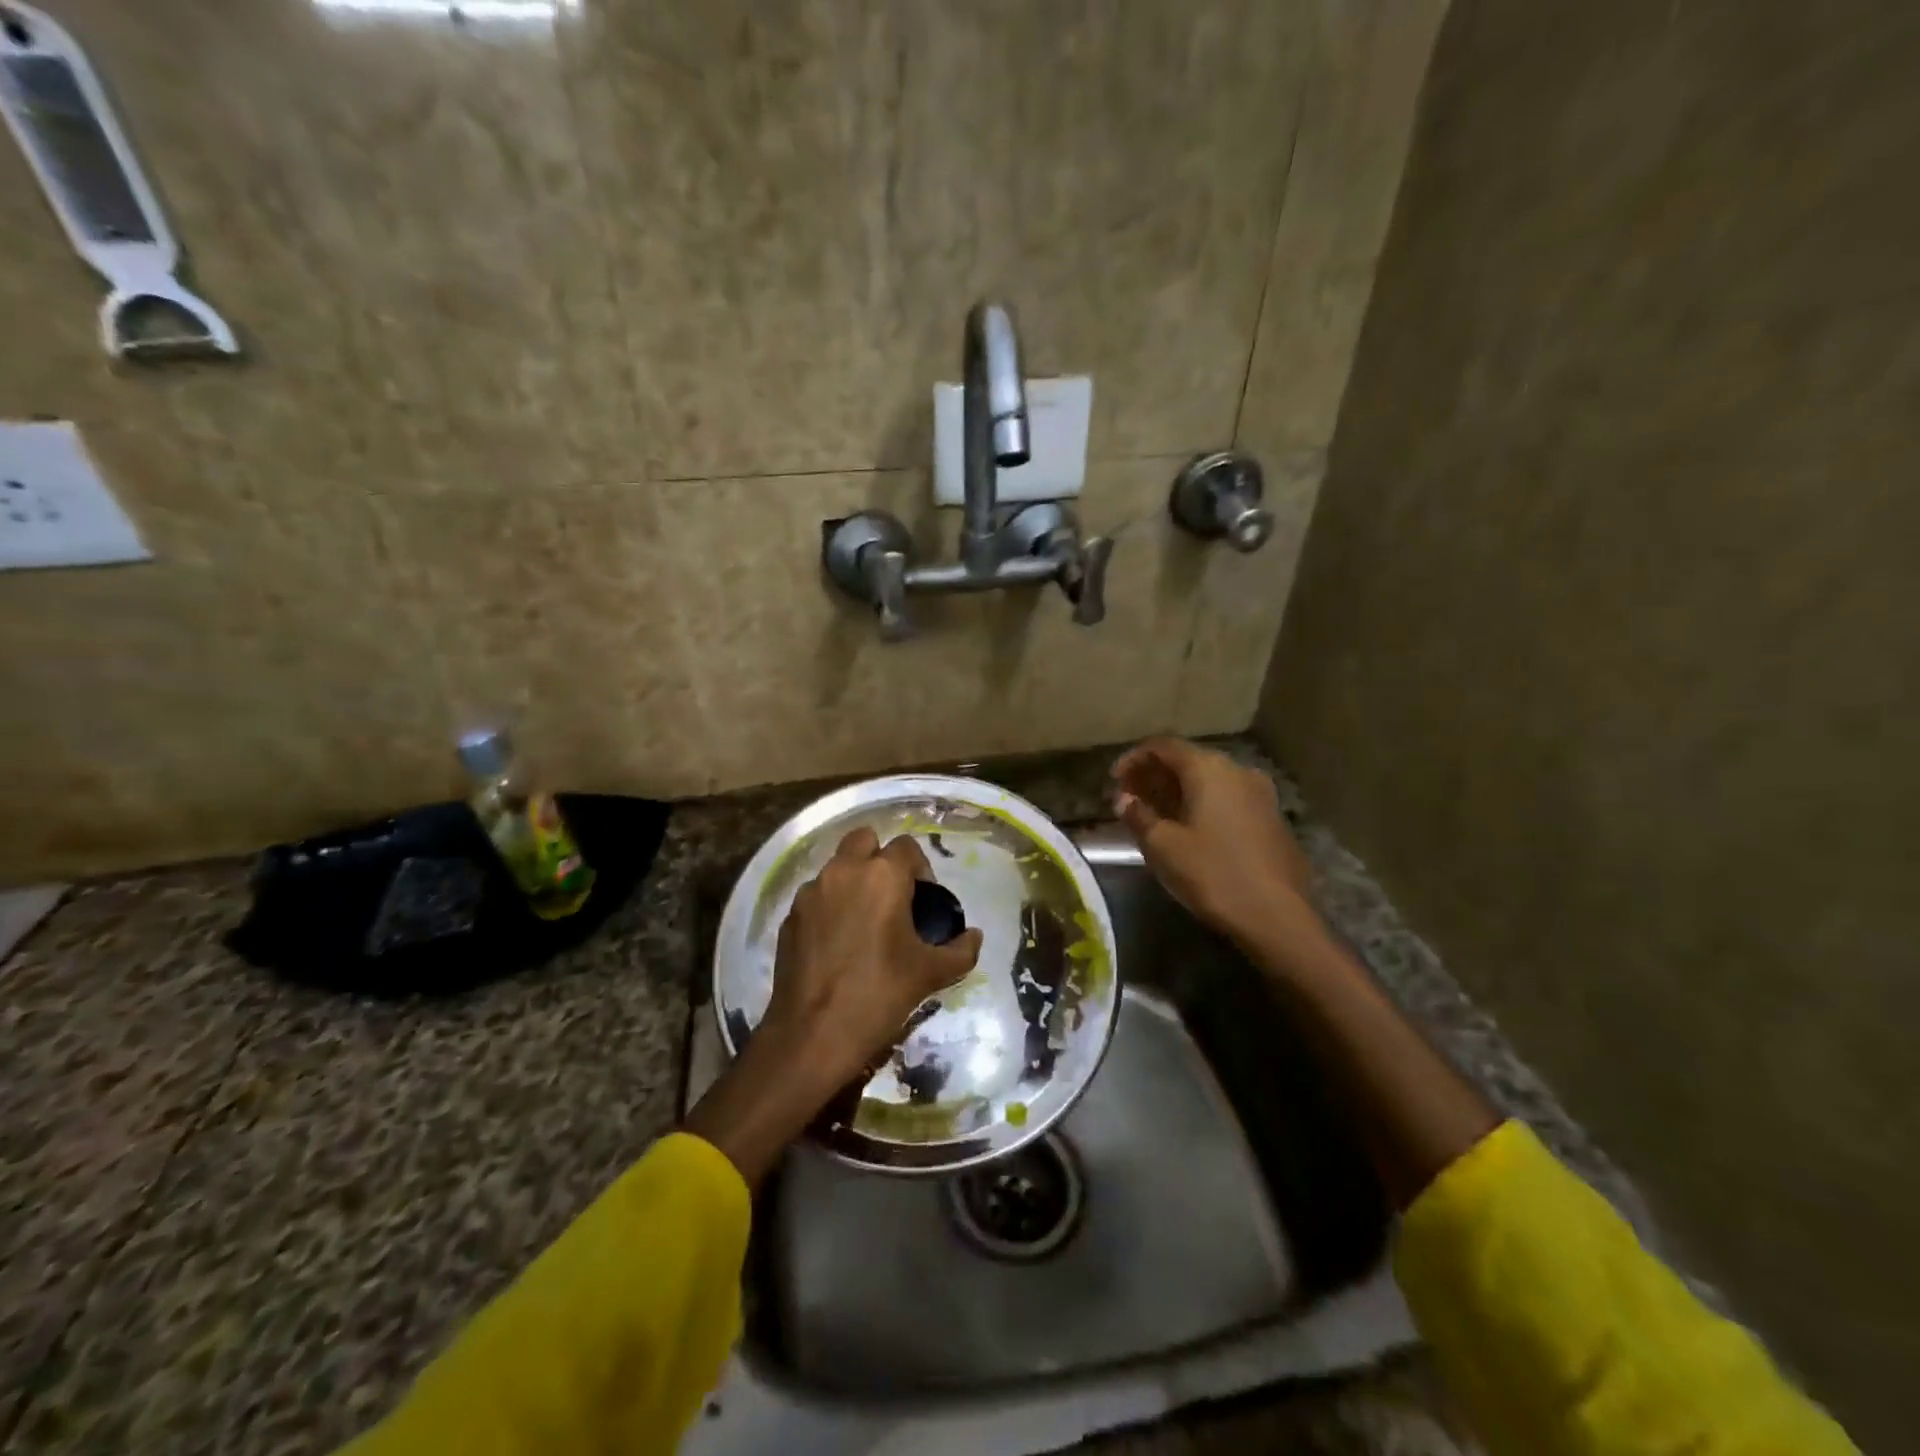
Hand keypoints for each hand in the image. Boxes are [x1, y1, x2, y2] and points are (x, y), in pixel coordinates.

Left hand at [760, 827, 983, 1088]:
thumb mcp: (931, 974)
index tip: (923, 900)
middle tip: (893, 897)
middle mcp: (843, 871)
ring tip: (865, 922)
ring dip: (853, 881)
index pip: (907, 846)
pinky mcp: (790, 917)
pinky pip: (816, 897)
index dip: (920, 868)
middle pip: (865, 840)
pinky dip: (830, 906)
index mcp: (882, 875)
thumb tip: (974, 936)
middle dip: (880, 859)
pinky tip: (838, 944)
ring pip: (837, 867)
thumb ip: (961, 950)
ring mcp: (811, 893)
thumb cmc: (879, 995)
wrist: (813, 1035)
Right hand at [1112, 737, 1318, 947]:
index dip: (1134, 758)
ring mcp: (1260, 794)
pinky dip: (1202, 803)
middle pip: (1188, 760)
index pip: (1163, 746)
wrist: (1277, 917)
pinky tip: (1189, 829)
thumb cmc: (1213, 874)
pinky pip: (1227, 798)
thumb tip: (1124, 799)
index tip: (1113, 780)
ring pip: (1209, 780)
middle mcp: (1237, 770)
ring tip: (1154, 814)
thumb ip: (1138, 815)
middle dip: (1155, 775)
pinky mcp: (1271, 818)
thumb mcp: (1163, 847)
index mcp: (1208, 769)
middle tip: (1129, 798)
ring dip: (1178, 791)